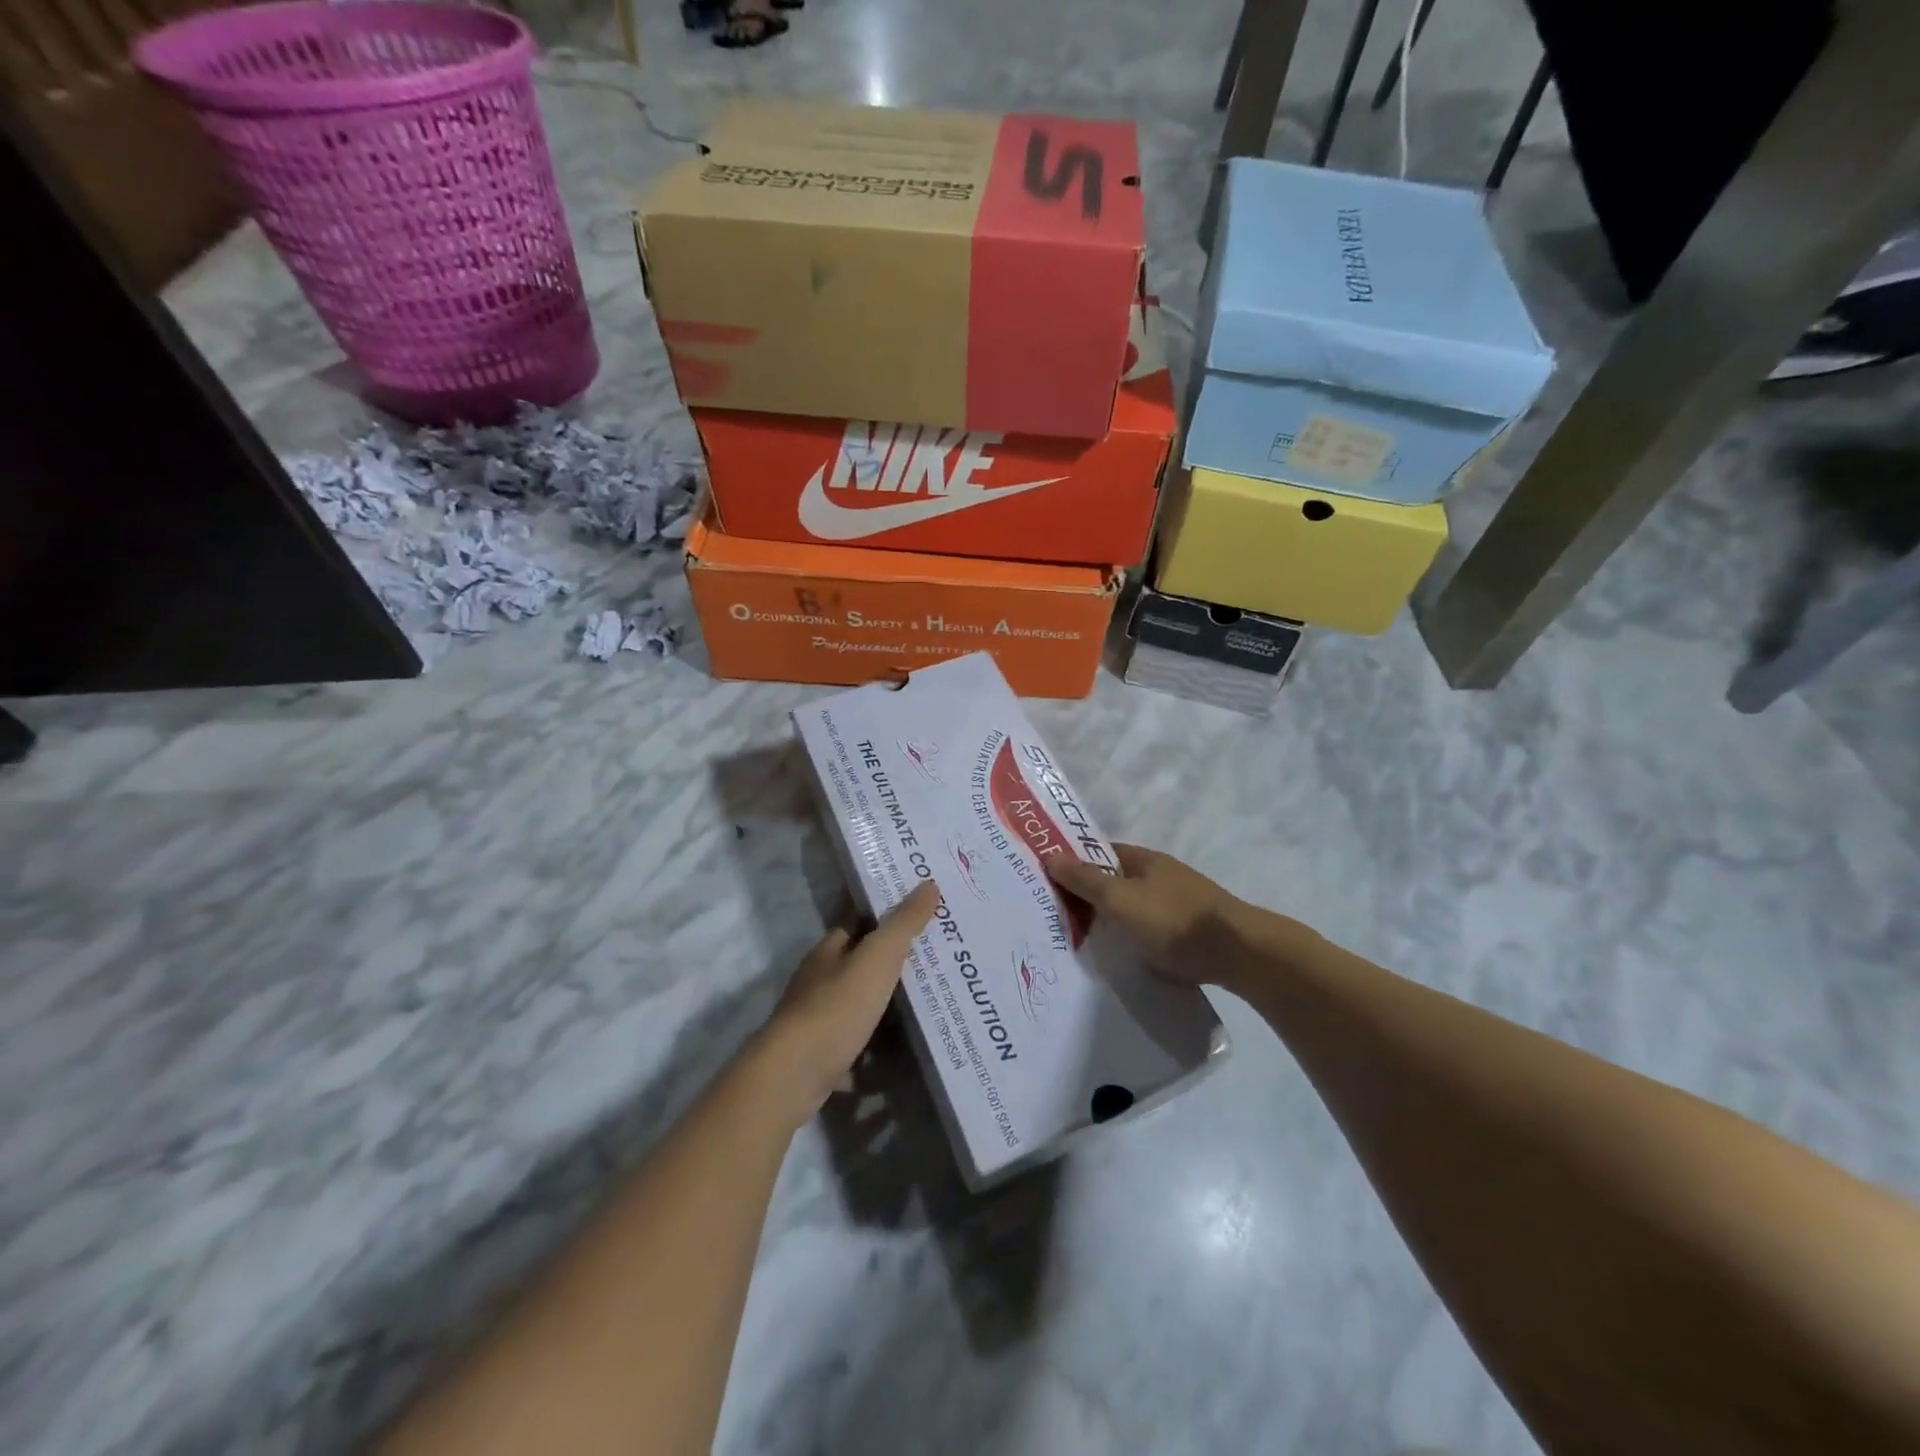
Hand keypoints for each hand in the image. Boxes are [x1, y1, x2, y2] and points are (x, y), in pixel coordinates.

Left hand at [751, 882, 939, 1129]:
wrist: (794, 1077)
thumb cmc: (836, 1007)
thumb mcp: (877, 958)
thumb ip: (904, 923)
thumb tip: (929, 883)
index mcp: (829, 952)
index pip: (860, 923)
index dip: (890, 916)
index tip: (925, 914)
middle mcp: (821, 983)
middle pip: (864, 968)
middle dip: (898, 966)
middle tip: (943, 962)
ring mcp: (821, 1024)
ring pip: (863, 1011)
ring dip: (893, 1012)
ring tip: (937, 1007)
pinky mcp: (825, 1061)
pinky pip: (862, 1053)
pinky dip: (883, 1057)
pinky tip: (911, 1059)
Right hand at [1045, 845, 1245, 986]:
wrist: (1237, 952)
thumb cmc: (1171, 919)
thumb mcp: (1119, 899)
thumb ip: (1085, 880)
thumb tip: (1050, 855)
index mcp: (1145, 859)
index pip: (1102, 853)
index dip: (1077, 864)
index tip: (1051, 882)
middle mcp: (1163, 874)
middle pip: (1119, 881)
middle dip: (1094, 895)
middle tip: (1062, 916)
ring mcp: (1181, 902)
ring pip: (1137, 906)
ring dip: (1116, 918)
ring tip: (1089, 941)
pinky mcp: (1193, 930)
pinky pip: (1154, 929)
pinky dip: (1137, 937)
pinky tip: (1127, 954)